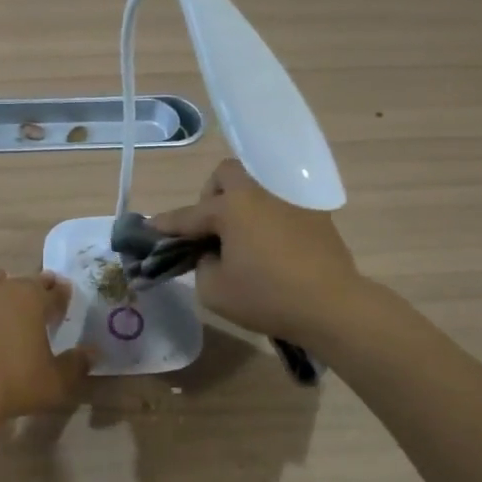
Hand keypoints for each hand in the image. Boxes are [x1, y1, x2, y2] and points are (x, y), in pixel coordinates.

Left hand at [0, 268, 91, 422]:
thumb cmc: (15, 382)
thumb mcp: (56, 381)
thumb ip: (76, 365)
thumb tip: (92, 353)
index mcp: (30, 297)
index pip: (52, 291)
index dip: (61, 296)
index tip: (65, 300)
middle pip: (19, 281)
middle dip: (31, 288)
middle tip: (36, 301)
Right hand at [152, 159, 362, 348]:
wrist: (332, 306)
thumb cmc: (266, 297)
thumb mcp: (214, 290)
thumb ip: (201, 265)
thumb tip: (210, 255)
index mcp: (231, 208)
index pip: (189, 215)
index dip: (166, 224)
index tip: (149, 228)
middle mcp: (260, 193)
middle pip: (226, 175)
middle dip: (210, 196)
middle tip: (210, 229)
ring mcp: (291, 201)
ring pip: (256, 189)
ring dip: (241, 207)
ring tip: (240, 241)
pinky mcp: (315, 217)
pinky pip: (280, 207)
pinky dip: (267, 221)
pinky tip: (270, 250)